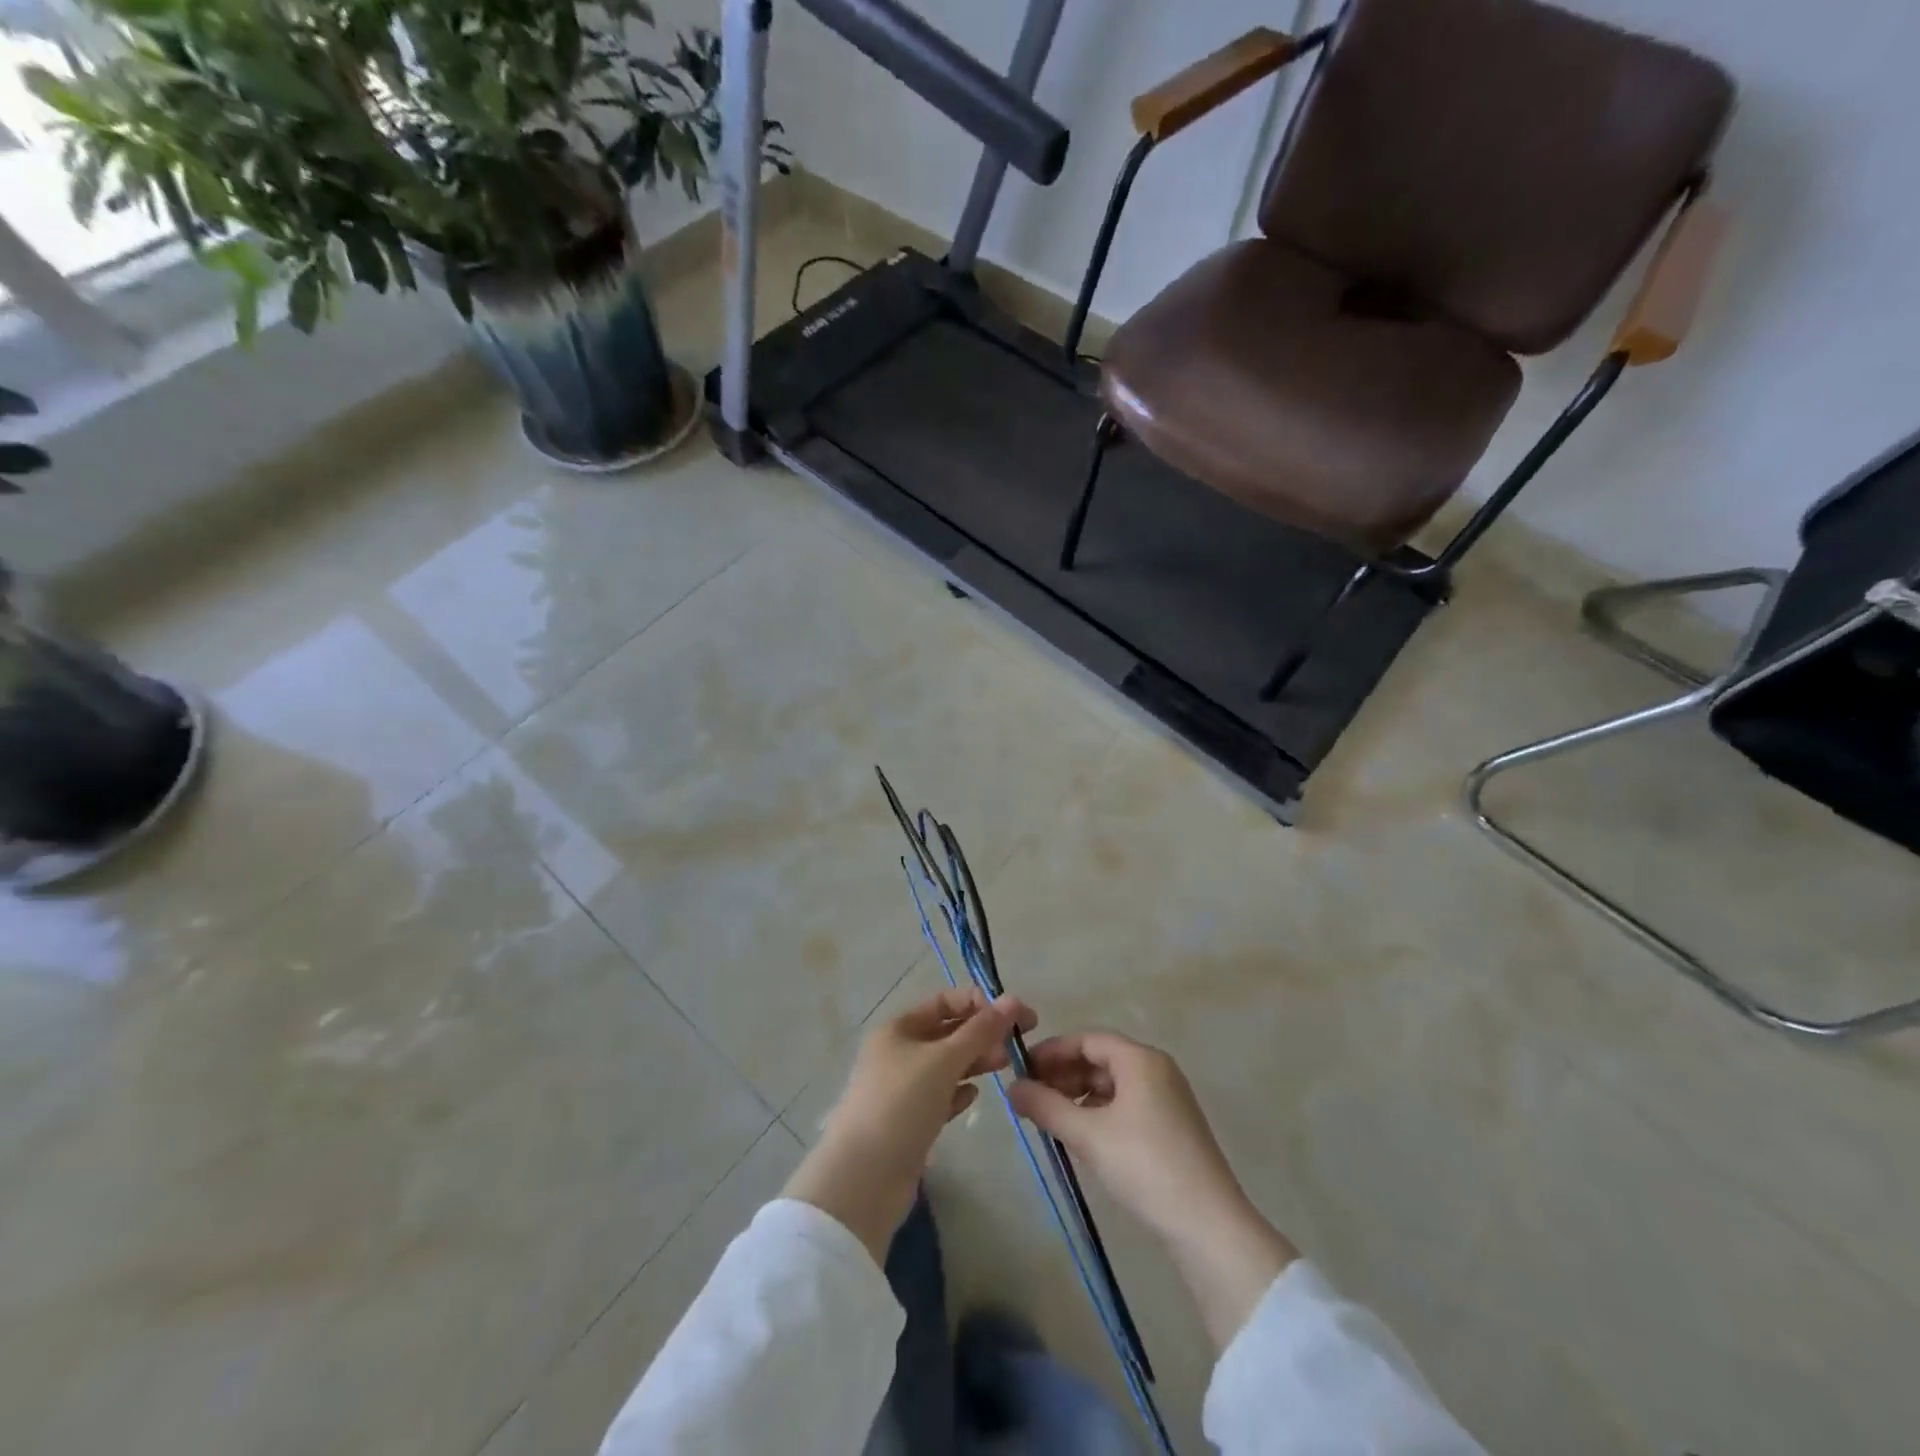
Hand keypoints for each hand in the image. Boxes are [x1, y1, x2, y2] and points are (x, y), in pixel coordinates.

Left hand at [784, 987, 1035, 1261]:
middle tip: (1017, 1045)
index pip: (944, 1001)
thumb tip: (1013, 1000)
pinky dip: (958, 1092)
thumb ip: (981, 1031)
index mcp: (898, 1028)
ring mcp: (901, 1088)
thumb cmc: (902, 1104)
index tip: (1016, 1016)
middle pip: (946, 1032)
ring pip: (946, 1065)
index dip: (979, 1003)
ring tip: (1005, 1066)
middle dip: (982, 1033)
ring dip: (974, 1062)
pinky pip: (939, 1097)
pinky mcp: (908, 1122)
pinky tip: (974, 1097)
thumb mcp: (944, 1060)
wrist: (863, 1178)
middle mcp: (898, 1052)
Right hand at [1008, 1030, 1296, 1347]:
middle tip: (1031, 1096)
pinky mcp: (1172, 1127)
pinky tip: (1081, 1136)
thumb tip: (1011, 1088)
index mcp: (1140, 1059)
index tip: (1022, 1070)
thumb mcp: (1088, 1134)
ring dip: (1079, 1095)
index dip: (1052, 1051)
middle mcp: (1157, 1069)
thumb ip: (1046, 1106)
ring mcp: (1168, 1098)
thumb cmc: (1144, 1165)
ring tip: (1050, 1118)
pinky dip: (1099, 1112)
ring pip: (1113, 1084)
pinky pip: (1126, 1105)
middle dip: (1063, 1075)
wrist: (1208, 1225)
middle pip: (1100, 1059)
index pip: (1087, 1039)